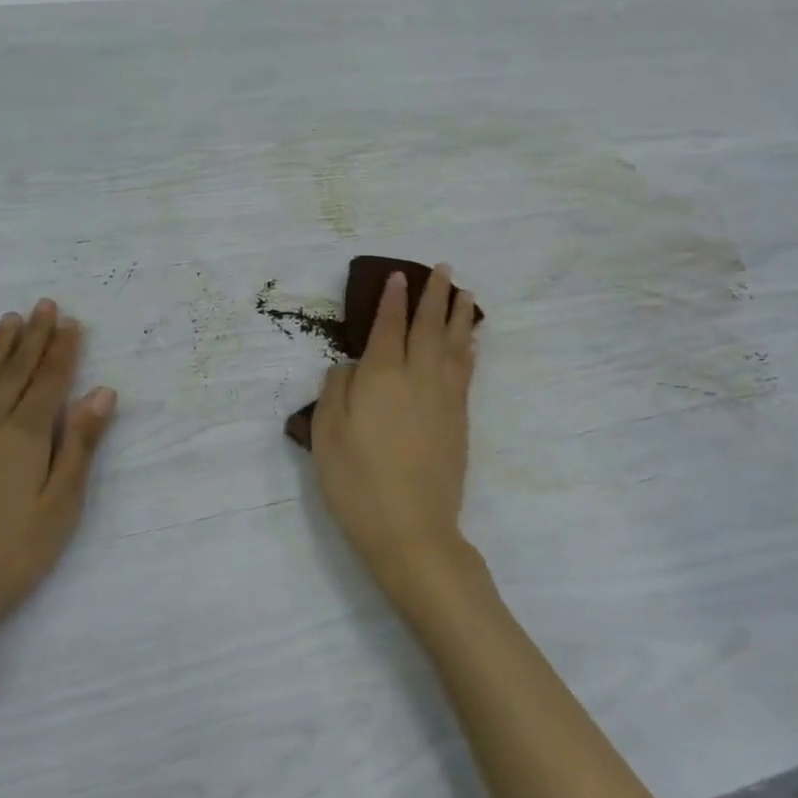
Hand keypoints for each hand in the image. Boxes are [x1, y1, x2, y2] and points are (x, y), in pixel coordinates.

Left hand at [0, 300, 115, 660]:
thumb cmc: (8, 558)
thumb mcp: (60, 506)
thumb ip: (79, 445)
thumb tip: (101, 392)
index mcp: (25, 436)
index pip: (50, 382)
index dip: (63, 351)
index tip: (72, 322)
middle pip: (15, 373)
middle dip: (33, 338)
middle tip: (45, 305)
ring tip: (9, 320)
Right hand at [310, 267, 479, 611]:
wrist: (411, 529)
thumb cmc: (357, 483)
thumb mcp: (326, 435)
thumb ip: (336, 390)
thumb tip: (351, 366)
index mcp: (381, 376)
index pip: (389, 326)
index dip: (394, 300)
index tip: (400, 276)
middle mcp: (417, 377)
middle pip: (429, 326)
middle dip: (435, 295)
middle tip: (443, 269)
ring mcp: (444, 397)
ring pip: (454, 344)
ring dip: (459, 315)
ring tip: (464, 292)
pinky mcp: (459, 419)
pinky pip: (466, 371)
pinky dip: (469, 349)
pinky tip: (472, 340)